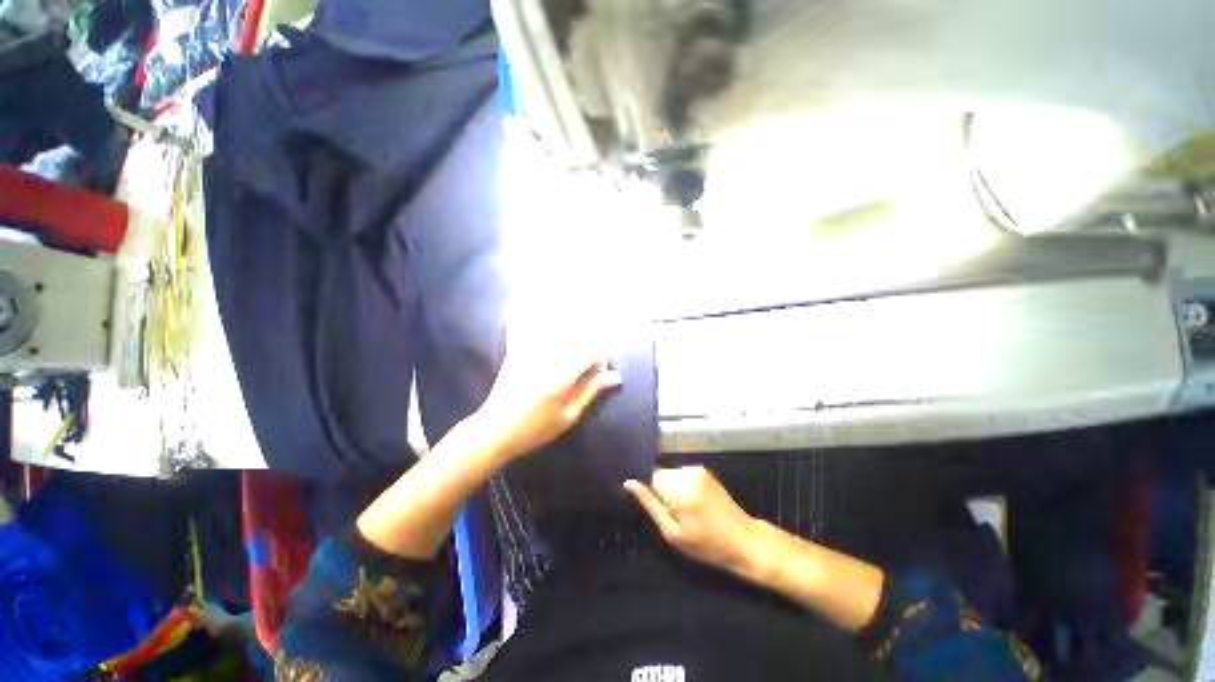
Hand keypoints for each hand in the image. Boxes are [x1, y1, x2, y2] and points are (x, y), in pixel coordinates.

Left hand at [472, 332, 622, 463]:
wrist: (495, 431)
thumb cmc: (536, 428)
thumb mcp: (569, 415)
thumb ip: (591, 391)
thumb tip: (615, 377)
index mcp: (564, 373)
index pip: (593, 352)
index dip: (600, 362)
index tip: (598, 375)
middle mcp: (549, 356)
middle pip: (577, 335)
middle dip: (588, 345)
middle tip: (586, 365)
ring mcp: (530, 351)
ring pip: (555, 327)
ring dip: (568, 329)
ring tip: (571, 338)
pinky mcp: (516, 351)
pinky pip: (524, 328)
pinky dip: (531, 321)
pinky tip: (535, 320)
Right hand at [625, 466, 759, 575]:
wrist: (744, 540)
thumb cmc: (707, 545)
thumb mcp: (673, 533)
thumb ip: (650, 505)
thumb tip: (629, 483)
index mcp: (679, 488)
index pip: (649, 477)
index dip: (649, 492)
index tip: (657, 508)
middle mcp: (687, 472)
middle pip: (660, 474)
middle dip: (661, 490)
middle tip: (674, 514)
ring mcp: (697, 469)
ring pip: (670, 474)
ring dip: (671, 488)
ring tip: (686, 510)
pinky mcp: (705, 470)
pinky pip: (682, 474)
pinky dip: (682, 485)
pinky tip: (694, 503)